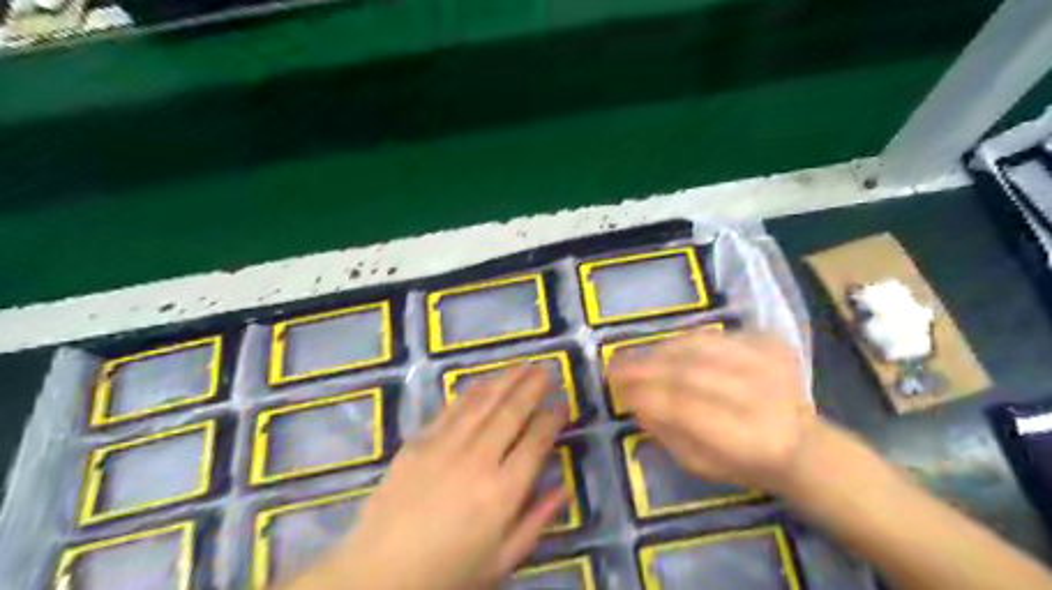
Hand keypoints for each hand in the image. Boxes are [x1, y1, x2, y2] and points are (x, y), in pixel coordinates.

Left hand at [289, 365, 566, 589]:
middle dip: (532, 387)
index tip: (563, 402)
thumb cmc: (447, 574)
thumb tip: (565, 488)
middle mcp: (477, 459)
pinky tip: (483, 381)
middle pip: (511, 412)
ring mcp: (444, 446)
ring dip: (505, 380)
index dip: (552, 419)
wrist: (377, 575)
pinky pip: (451, 409)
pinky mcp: (418, 442)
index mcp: (502, 491)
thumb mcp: (502, 561)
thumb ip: (536, 521)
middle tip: (547, 369)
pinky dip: (470, 392)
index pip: (536, 442)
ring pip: (482, 403)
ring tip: (522, 365)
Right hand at [609, 330, 821, 494]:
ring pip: (700, 345)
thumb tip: (634, 400)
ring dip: (659, 349)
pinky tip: (664, 350)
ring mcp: (771, 363)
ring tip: (633, 356)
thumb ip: (666, 434)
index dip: (645, 395)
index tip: (615, 389)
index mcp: (750, 439)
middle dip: (644, 367)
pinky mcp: (772, 342)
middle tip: (613, 366)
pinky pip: (715, 334)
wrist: (804, 443)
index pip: (684, 408)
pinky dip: (684, 341)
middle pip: (690, 371)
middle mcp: (764, 396)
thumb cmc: (746, 462)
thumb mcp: (701, 465)